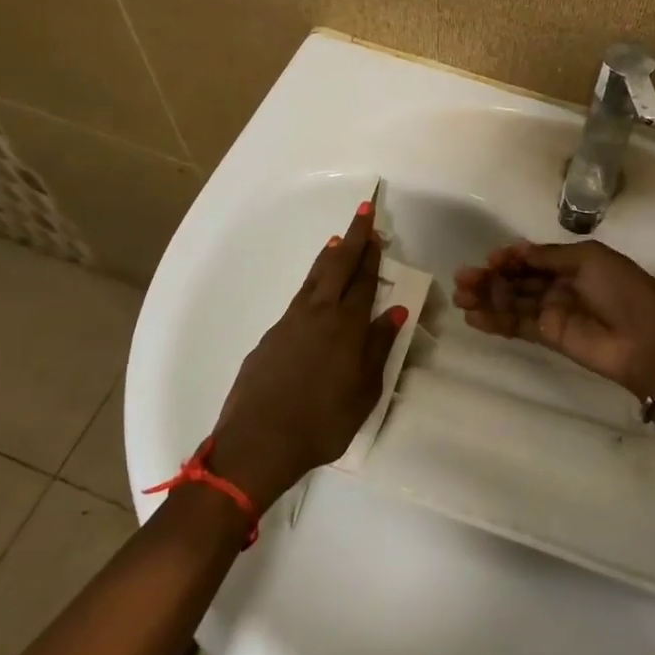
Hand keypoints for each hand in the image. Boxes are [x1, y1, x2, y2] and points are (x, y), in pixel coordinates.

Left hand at [210, 200, 407, 511]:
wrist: (258, 442)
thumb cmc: (322, 422)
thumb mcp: (365, 391)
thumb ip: (379, 347)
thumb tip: (395, 310)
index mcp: (347, 326)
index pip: (364, 280)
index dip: (372, 254)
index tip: (377, 230)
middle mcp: (319, 314)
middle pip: (339, 266)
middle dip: (353, 238)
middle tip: (363, 212)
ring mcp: (290, 322)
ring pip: (314, 278)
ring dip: (329, 257)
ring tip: (337, 242)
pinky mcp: (270, 337)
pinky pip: (298, 299)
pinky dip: (311, 283)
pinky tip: (313, 291)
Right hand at [452, 240, 654, 399]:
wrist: (649, 340)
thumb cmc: (624, 290)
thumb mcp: (591, 259)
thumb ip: (551, 256)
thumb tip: (517, 250)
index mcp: (574, 262)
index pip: (533, 258)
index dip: (510, 257)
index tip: (490, 258)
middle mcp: (561, 285)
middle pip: (517, 280)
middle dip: (490, 277)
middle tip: (462, 278)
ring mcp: (554, 312)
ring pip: (513, 302)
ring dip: (486, 298)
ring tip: (461, 296)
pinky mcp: (550, 337)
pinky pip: (518, 326)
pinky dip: (496, 321)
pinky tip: (474, 316)